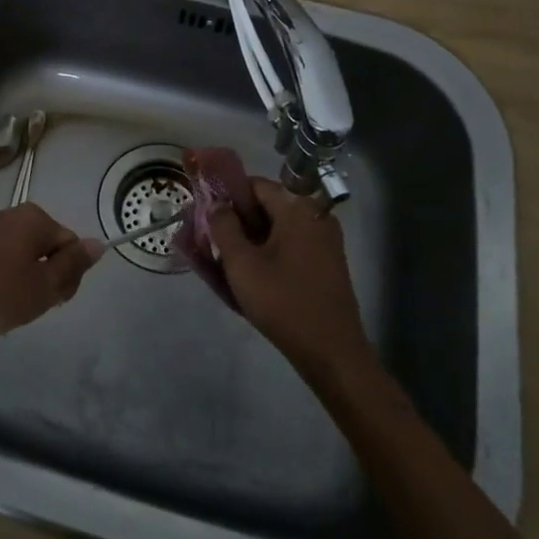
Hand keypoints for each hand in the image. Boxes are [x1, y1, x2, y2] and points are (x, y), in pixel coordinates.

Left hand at [0, 204, 104, 336]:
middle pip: (43, 247)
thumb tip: (98, 244)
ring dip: (17, 280)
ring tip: (2, 308)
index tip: (54, 301)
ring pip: (15, 255)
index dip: (69, 275)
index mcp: (35, 219)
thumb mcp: (43, 286)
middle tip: (29, 307)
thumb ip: (72, 266)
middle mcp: (10, 215)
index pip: (70, 243)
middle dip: (42, 276)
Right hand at [214, 180, 372, 374]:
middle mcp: (316, 217)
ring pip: (278, 229)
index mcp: (298, 208)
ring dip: (251, 240)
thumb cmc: (283, 302)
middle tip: (212, 241)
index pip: (256, 185)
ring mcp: (325, 242)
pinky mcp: (328, 264)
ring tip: (226, 262)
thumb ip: (223, 226)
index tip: (207, 215)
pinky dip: (269, 254)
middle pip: (268, 206)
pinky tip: (252, 276)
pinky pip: (291, 247)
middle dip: (238, 221)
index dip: (228, 195)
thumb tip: (216, 204)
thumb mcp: (241, 264)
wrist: (332, 353)